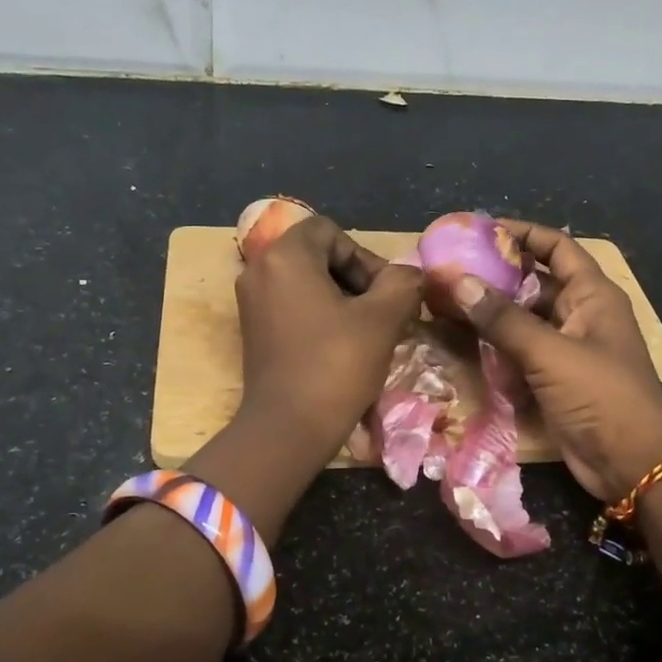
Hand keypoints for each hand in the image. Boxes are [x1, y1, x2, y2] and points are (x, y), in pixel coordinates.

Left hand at [233, 215, 422, 469]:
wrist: (287, 429)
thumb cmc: (335, 366)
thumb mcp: (382, 320)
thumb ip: (402, 284)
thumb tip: (410, 275)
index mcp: (284, 256)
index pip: (331, 232)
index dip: (364, 257)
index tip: (384, 293)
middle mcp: (258, 270)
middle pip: (317, 255)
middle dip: (355, 278)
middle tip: (381, 312)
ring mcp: (251, 302)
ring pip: (306, 283)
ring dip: (340, 299)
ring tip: (366, 332)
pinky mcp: (252, 331)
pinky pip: (292, 306)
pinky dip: (319, 316)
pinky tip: (341, 346)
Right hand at [430, 220, 661, 502]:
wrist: (633, 464)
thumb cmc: (602, 396)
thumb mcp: (551, 353)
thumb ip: (503, 319)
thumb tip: (457, 282)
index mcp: (593, 296)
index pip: (557, 247)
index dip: (523, 233)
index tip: (480, 228)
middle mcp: (580, 315)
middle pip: (535, 282)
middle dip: (497, 274)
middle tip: (450, 269)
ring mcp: (567, 348)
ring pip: (523, 319)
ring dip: (491, 312)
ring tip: (447, 301)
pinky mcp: (554, 379)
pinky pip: (520, 351)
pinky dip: (495, 345)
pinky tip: (463, 341)